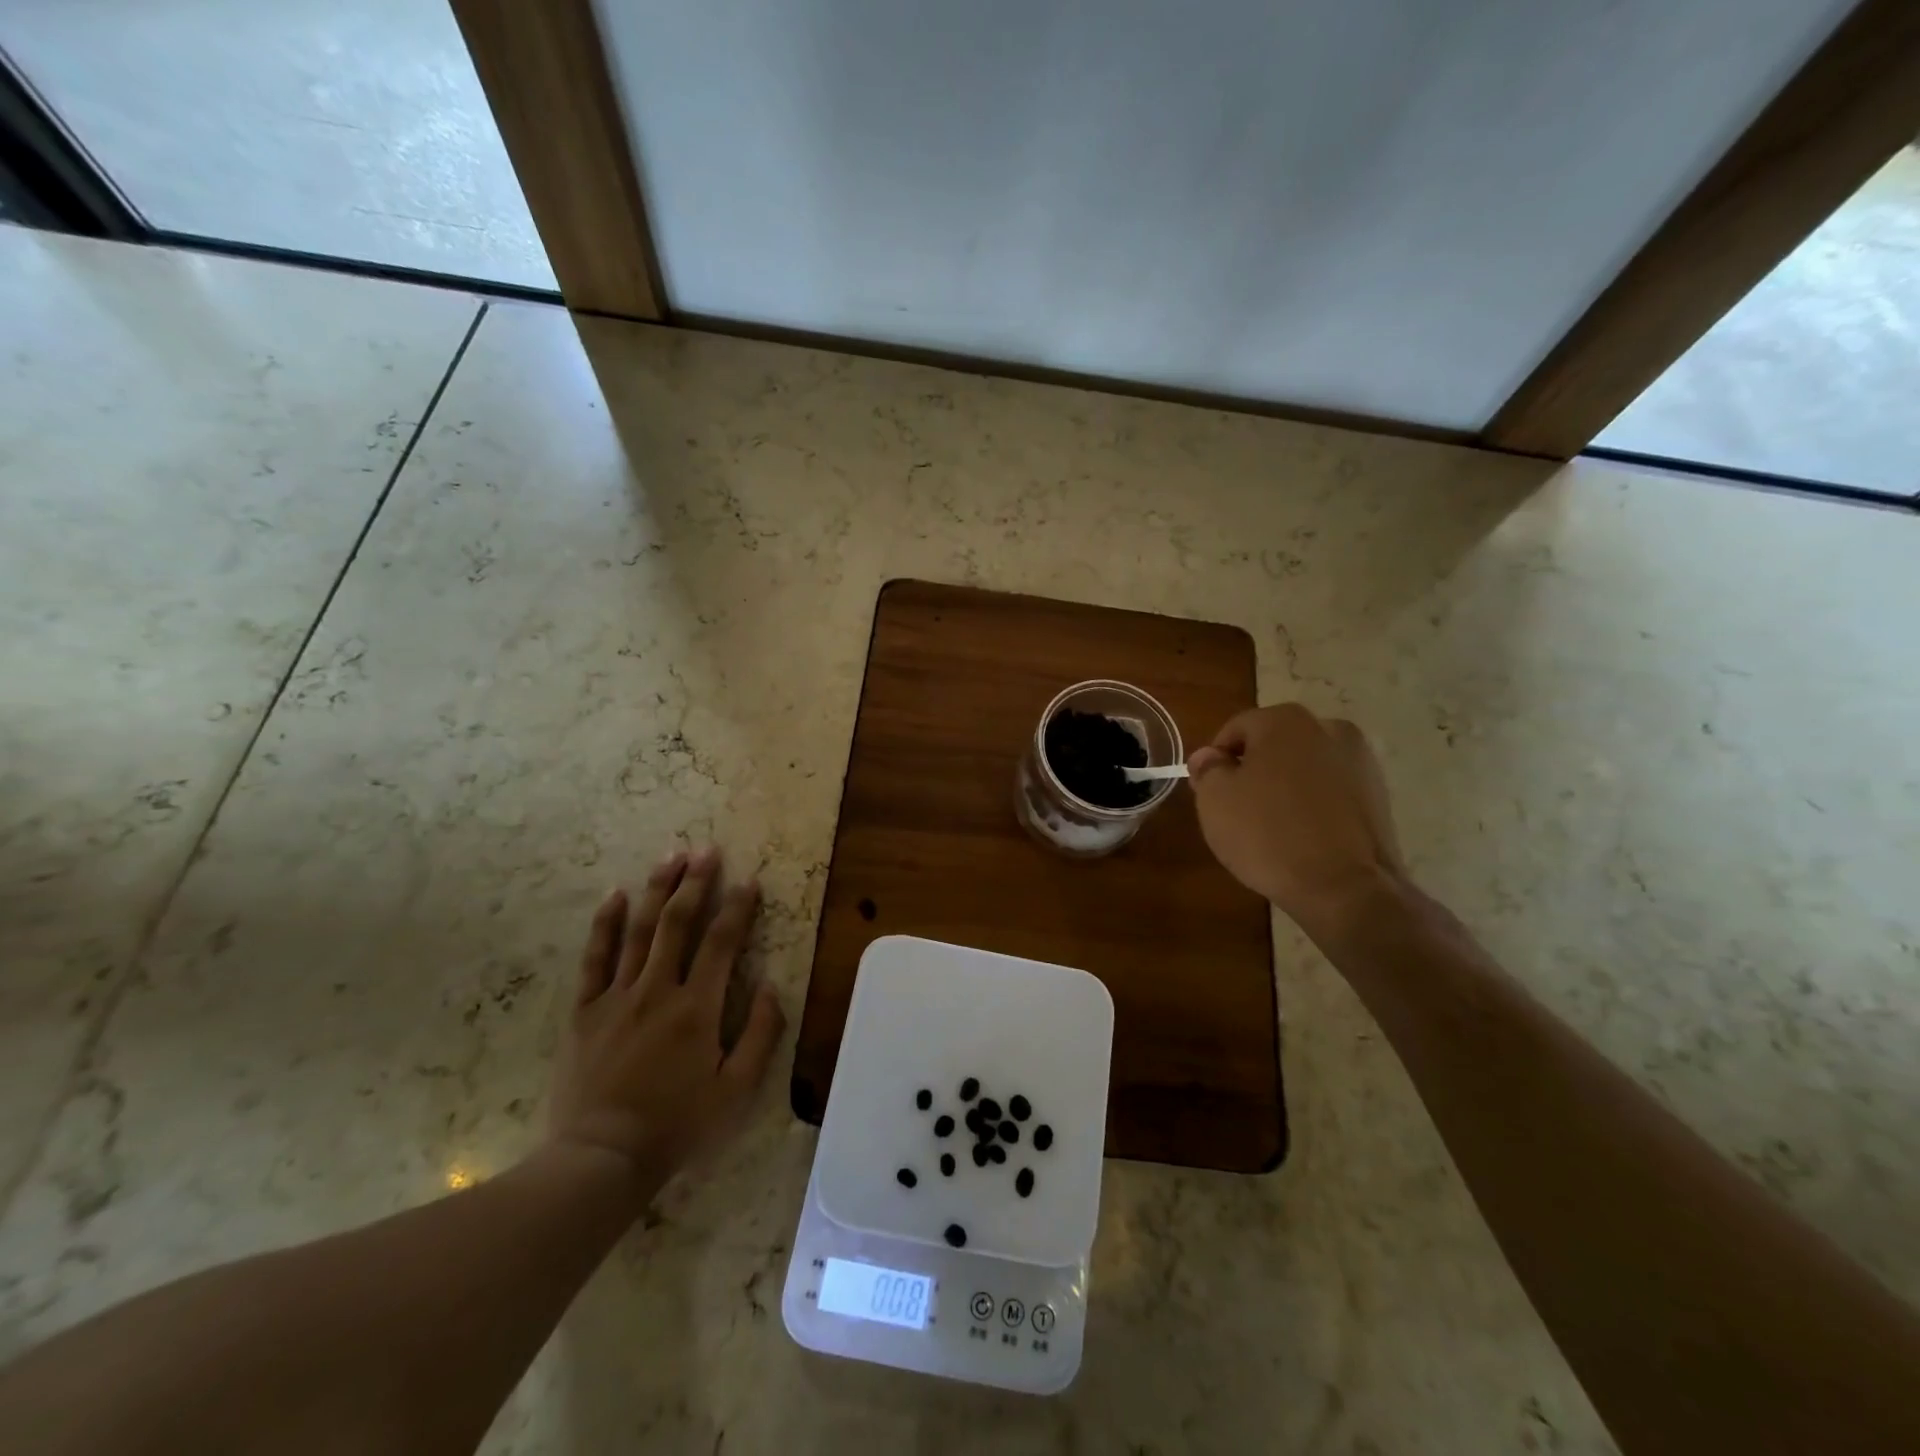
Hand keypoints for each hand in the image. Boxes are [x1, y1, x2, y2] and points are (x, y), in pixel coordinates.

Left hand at [548, 848, 785, 1194]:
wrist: (600, 1160)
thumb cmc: (677, 1126)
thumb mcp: (736, 1091)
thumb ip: (761, 1035)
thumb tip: (773, 987)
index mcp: (697, 1008)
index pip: (723, 943)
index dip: (738, 907)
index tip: (748, 879)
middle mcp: (658, 990)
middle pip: (678, 923)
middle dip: (695, 882)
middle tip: (707, 849)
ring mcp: (617, 997)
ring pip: (639, 931)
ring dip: (656, 889)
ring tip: (671, 856)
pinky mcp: (585, 1011)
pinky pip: (595, 959)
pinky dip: (605, 924)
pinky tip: (614, 895)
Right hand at [1188, 704, 1409, 937]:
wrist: (1346, 889)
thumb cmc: (1269, 835)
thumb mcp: (1215, 800)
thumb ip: (1207, 769)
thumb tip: (1210, 757)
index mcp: (1285, 720)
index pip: (1235, 730)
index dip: (1217, 761)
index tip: (1211, 793)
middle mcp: (1328, 728)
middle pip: (1274, 744)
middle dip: (1254, 771)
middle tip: (1238, 810)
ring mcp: (1361, 761)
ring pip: (1305, 768)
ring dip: (1286, 787)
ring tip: (1274, 828)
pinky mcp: (1380, 796)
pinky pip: (1331, 792)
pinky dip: (1314, 806)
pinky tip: (1304, 838)